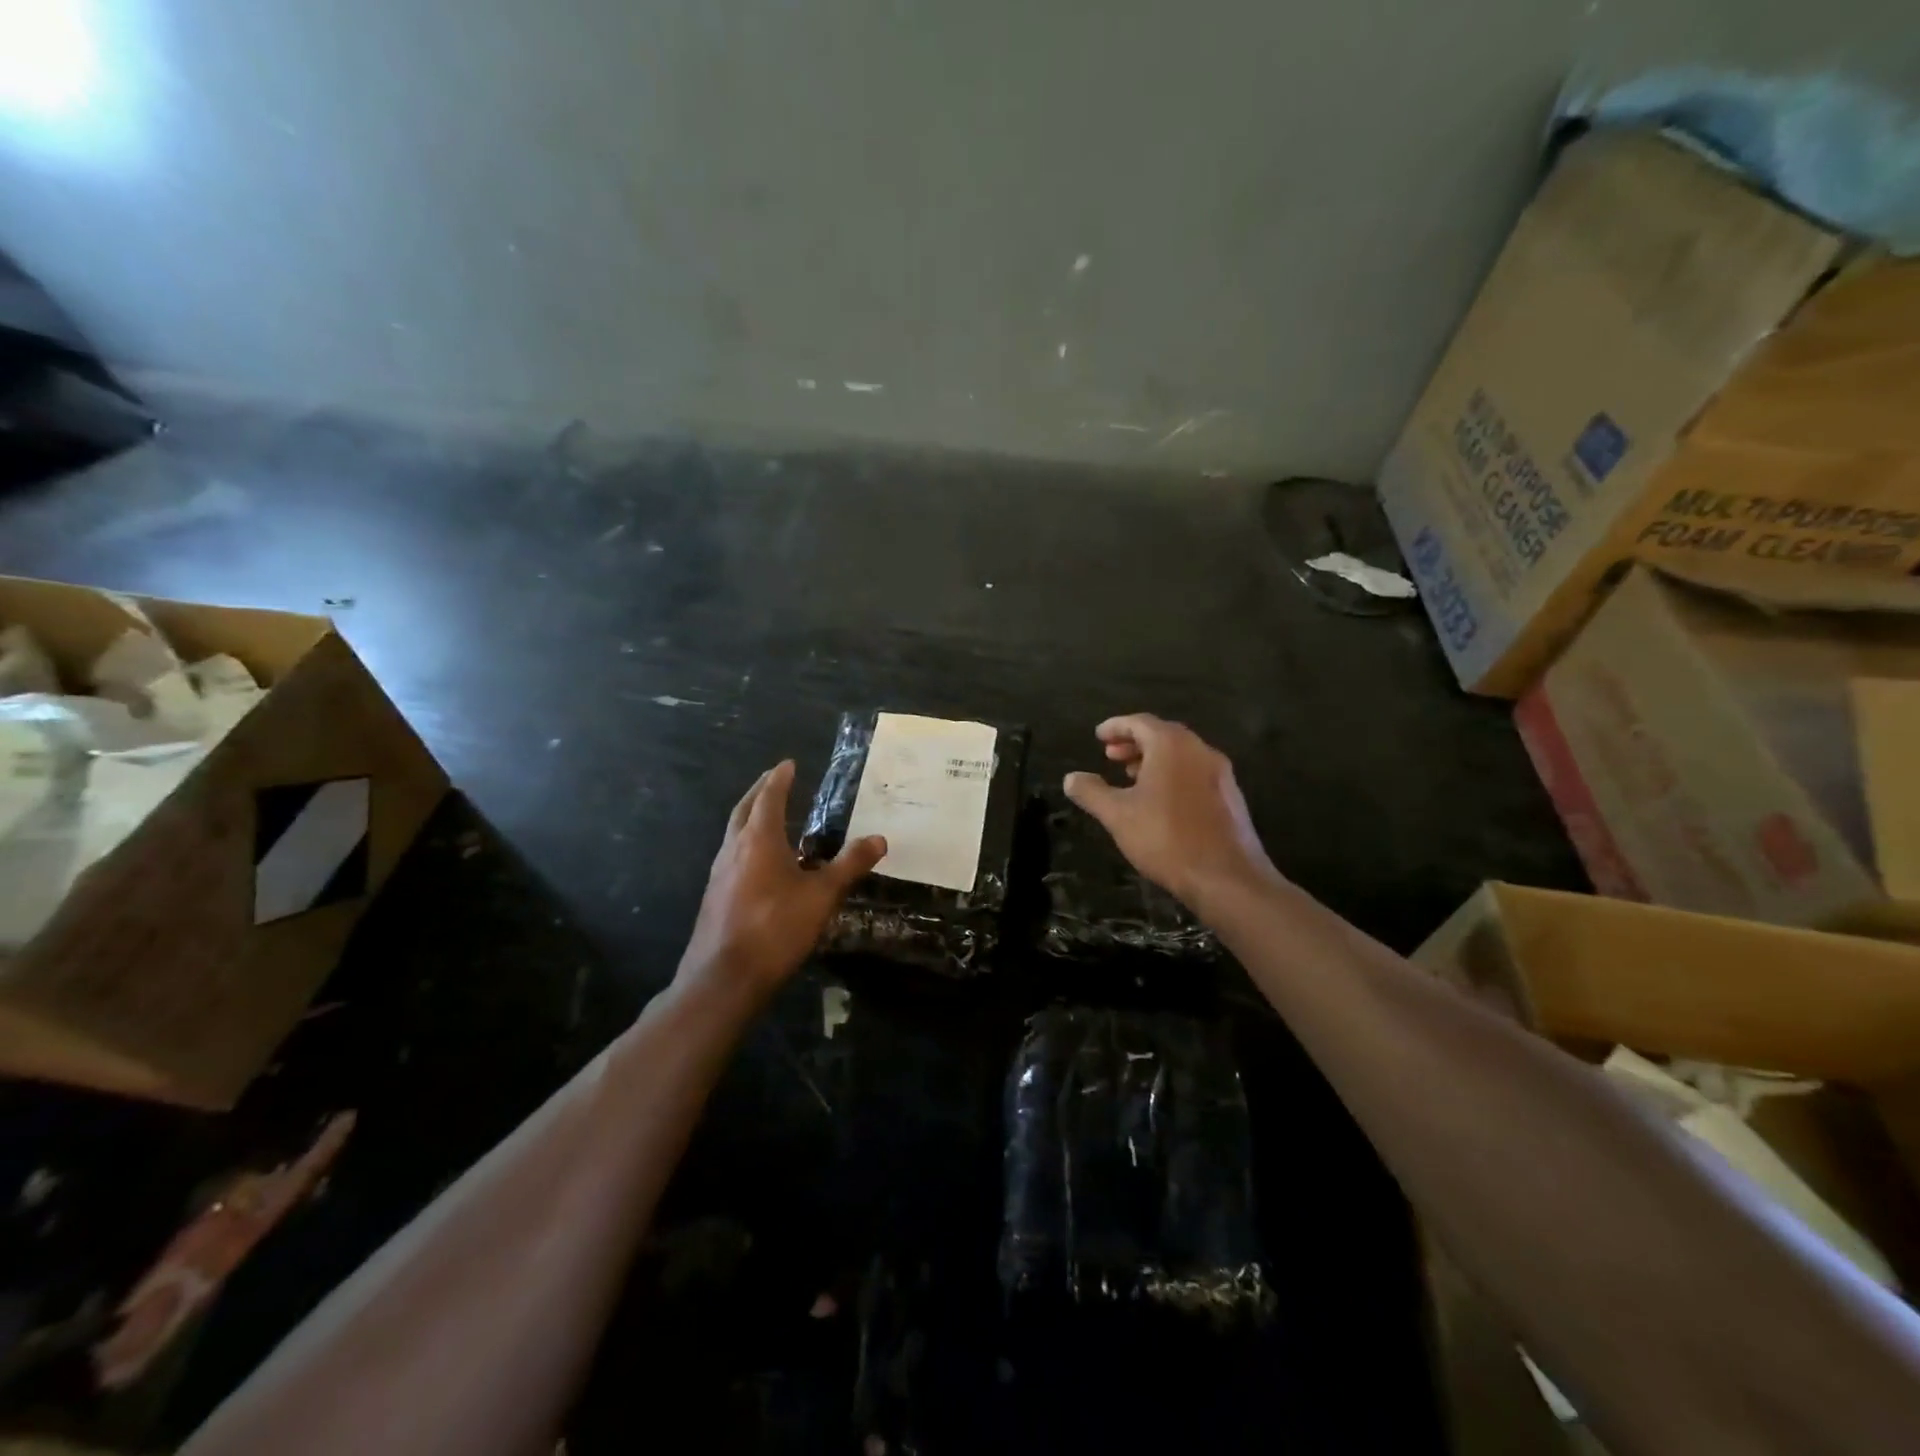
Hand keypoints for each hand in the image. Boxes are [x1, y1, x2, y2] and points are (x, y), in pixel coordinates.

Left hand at [679, 761, 885, 999]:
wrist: (724, 978)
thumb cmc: (776, 928)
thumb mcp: (822, 896)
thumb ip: (849, 865)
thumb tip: (879, 838)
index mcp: (759, 839)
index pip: (769, 797)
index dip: (779, 779)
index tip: (788, 764)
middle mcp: (733, 848)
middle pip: (744, 809)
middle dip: (760, 791)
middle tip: (774, 779)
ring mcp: (719, 873)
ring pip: (733, 832)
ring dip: (750, 816)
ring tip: (768, 816)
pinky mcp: (715, 896)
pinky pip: (731, 855)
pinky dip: (746, 842)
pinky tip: (759, 862)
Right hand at [1063, 714, 1279, 916]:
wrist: (1227, 878)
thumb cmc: (1166, 838)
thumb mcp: (1118, 815)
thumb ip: (1092, 792)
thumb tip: (1071, 778)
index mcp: (1172, 746)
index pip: (1140, 723)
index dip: (1116, 727)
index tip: (1098, 735)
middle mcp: (1200, 750)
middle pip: (1163, 735)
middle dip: (1135, 742)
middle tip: (1111, 755)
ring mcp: (1220, 773)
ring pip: (1182, 755)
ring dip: (1154, 759)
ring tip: (1131, 777)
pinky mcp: (1230, 797)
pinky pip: (1195, 773)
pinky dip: (1173, 774)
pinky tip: (1160, 800)